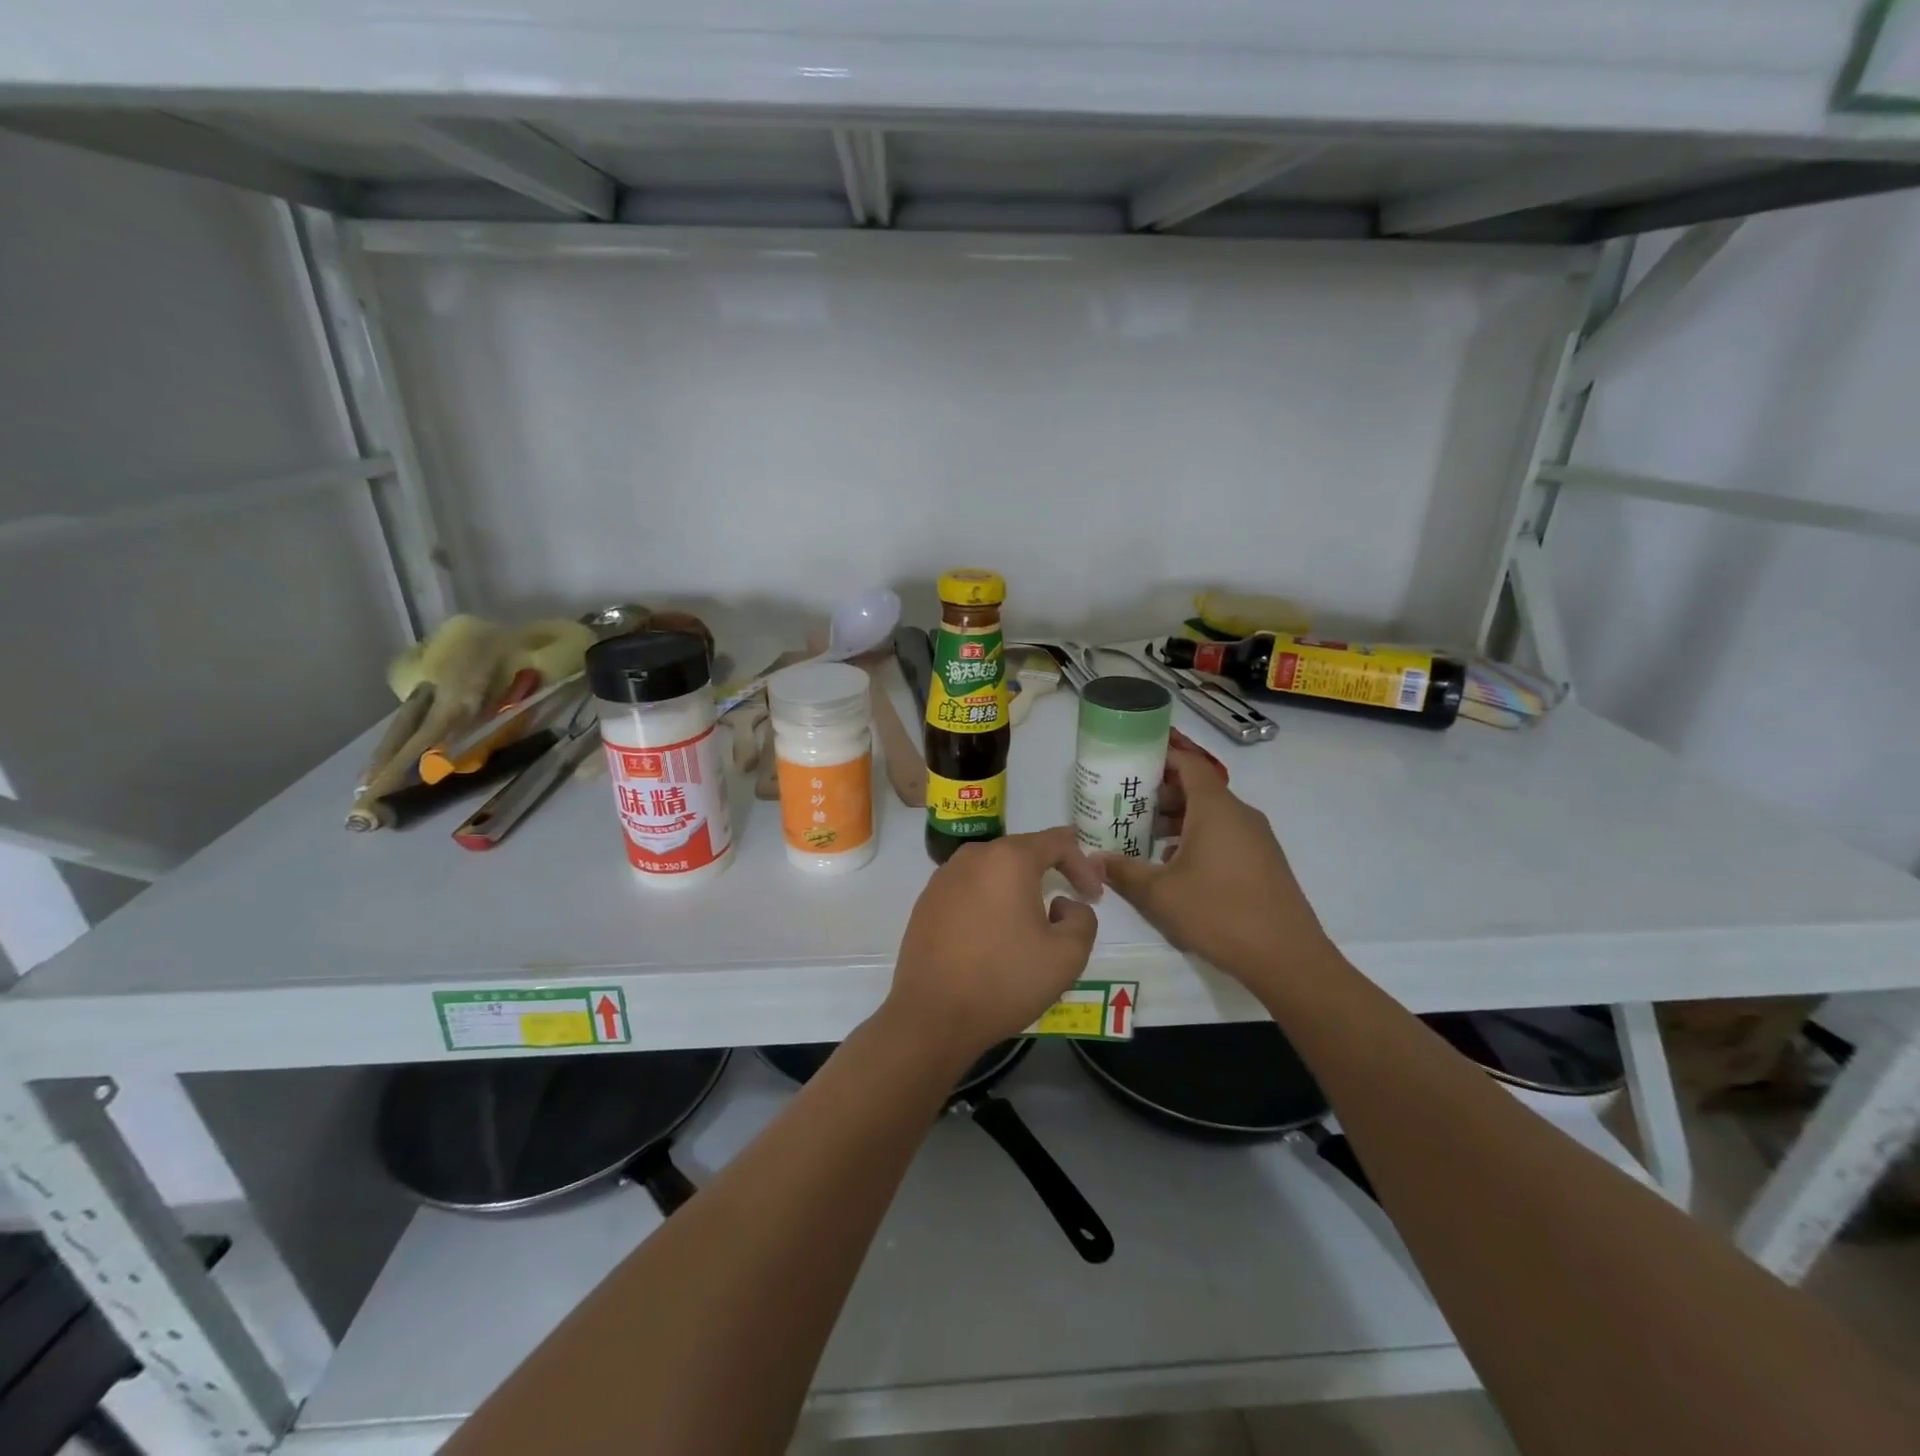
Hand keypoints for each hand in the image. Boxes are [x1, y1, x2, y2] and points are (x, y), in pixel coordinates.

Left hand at [888, 827, 1103, 1062]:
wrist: (931, 1015)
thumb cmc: (1004, 980)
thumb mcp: (1067, 955)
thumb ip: (1083, 918)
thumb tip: (1062, 904)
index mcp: (1009, 859)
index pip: (1057, 841)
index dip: (1083, 864)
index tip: (1095, 895)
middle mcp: (973, 856)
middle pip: (1022, 851)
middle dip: (1052, 870)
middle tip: (1071, 900)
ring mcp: (944, 877)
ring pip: (993, 870)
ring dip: (1018, 886)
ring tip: (1034, 918)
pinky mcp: (927, 901)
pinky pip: (969, 888)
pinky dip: (990, 900)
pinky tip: (995, 932)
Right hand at [1103, 749, 1331, 985]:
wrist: (1287, 958)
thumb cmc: (1219, 913)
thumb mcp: (1159, 894)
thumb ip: (1123, 872)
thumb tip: (1094, 860)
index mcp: (1215, 809)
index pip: (1188, 764)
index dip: (1160, 757)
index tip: (1130, 763)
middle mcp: (1239, 814)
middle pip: (1197, 788)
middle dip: (1161, 794)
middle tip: (1126, 807)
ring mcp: (1257, 838)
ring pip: (1211, 814)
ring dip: (1178, 820)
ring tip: (1144, 838)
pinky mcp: (1264, 861)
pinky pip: (1225, 835)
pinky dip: (1198, 838)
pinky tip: (1176, 867)